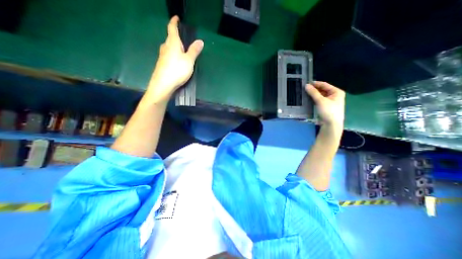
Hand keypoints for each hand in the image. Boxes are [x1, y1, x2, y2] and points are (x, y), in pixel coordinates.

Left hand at [146, 15, 203, 101]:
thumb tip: (200, 41)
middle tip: (183, 40)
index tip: (176, 18)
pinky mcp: (161, 64)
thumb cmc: (177, 70)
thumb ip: (194, 51)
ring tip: (181, 51)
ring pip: (168, 48)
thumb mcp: (189, 61)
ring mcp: (162, 56)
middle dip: (175, 37)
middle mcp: (165, 47)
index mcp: (172, 43)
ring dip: (174, 47)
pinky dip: (172, 55)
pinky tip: (176, 62)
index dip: (174, 22)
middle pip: (170, 39)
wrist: (163, 84)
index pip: (172, 28)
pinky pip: (168, 56)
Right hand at [306, 81, 344, 127]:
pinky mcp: (327, 106)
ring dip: (314, 94)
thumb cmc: (328, 111)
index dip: (315, 84)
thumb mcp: (320, 100)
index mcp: (336, 91)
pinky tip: (309, 99)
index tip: (306, 83)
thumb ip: (313, 92)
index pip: (324, 85)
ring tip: (305, 93)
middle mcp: (335, 95)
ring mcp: (331, 101)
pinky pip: (320, 100)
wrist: (331, 124)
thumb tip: (306, 85)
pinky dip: (315, 99)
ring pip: (321, 95)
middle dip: (314, 89)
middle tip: (305, 89)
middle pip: (323, 90)